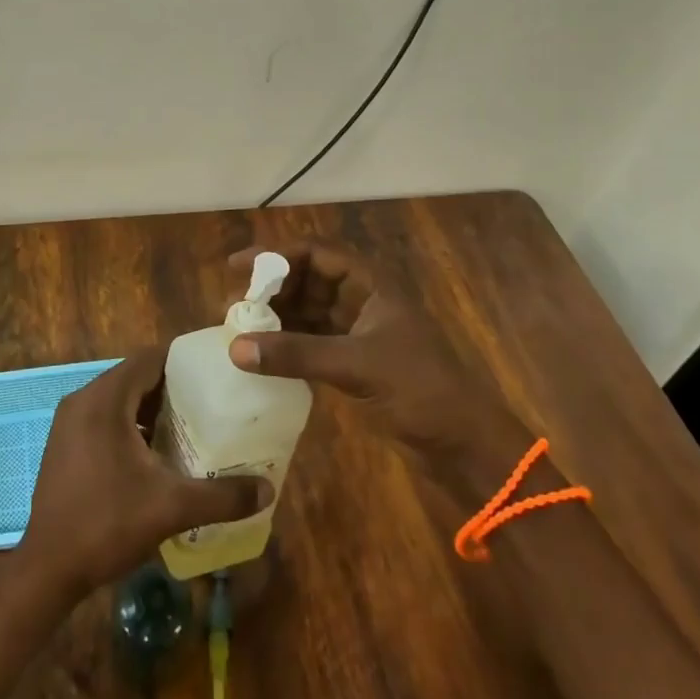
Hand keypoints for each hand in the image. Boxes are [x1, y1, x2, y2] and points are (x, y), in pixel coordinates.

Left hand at [18, 346, 270, 600]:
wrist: (47, 570)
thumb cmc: (107, 524)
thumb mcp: (170, 507)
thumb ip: (221, 495)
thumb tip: (268, 490)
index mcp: (104, 399)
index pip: (149, 359)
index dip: (182, 362)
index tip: (213, 373)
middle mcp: (82, 400)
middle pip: (134, 377)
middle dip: (171, 388)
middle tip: (208, 402)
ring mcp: (68, 422)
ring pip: (118, 399)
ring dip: (149, 408)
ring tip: (187, 426)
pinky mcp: (63, 444)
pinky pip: (103, 418)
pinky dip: (129, 424)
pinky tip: (153, 454)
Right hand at [226, 241, 526, 472]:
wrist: (465, 446)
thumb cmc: (419, 390)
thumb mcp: (356, 366)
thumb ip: (296, 354)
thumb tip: (235, 348)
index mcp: (371, 285)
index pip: (315, 253)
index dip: (275, 255)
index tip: (237, 267)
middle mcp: (362, 300)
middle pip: (307, 280)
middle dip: (271, 289)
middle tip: (234, 306)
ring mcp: (359, 332)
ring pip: (308, 311)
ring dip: (277, 318)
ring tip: (240, 330)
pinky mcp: (355, 363)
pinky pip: (312, 342)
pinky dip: (288, 345)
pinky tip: (263, 356)